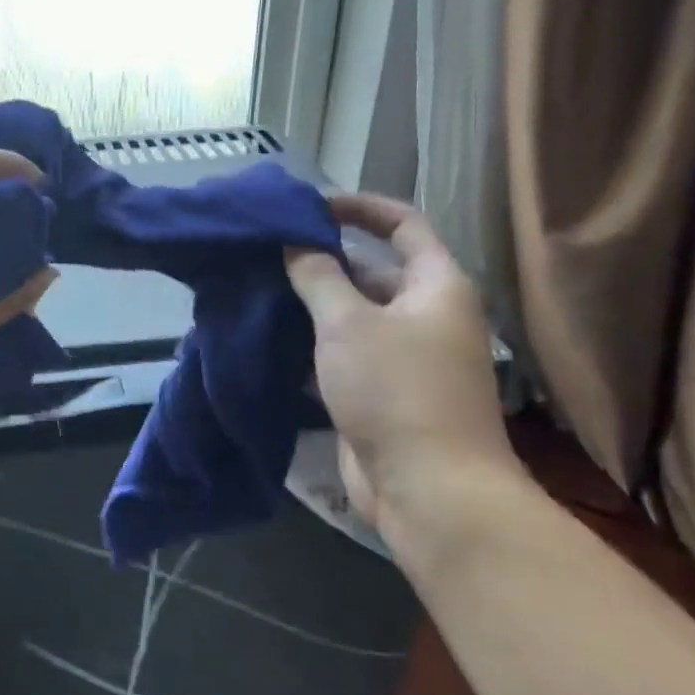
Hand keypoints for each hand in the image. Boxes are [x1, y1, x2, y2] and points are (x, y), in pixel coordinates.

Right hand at [285, 194, 515, 538]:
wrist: (428, 488)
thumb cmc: (396, 391)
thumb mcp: (348, 323)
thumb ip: (318, 277)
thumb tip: (297, 242)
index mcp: (436, 286)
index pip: (402, 224)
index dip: (358, 207)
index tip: (309, 206)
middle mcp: (425, 315)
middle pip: (372, 271)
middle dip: (322, 260)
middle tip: (267, 253)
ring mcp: (403, 357)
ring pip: (352, 316)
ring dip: (312, 304)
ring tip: (259, 289)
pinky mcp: (380, 393)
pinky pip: (343, 353)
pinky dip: (312, 343)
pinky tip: (271, 338)